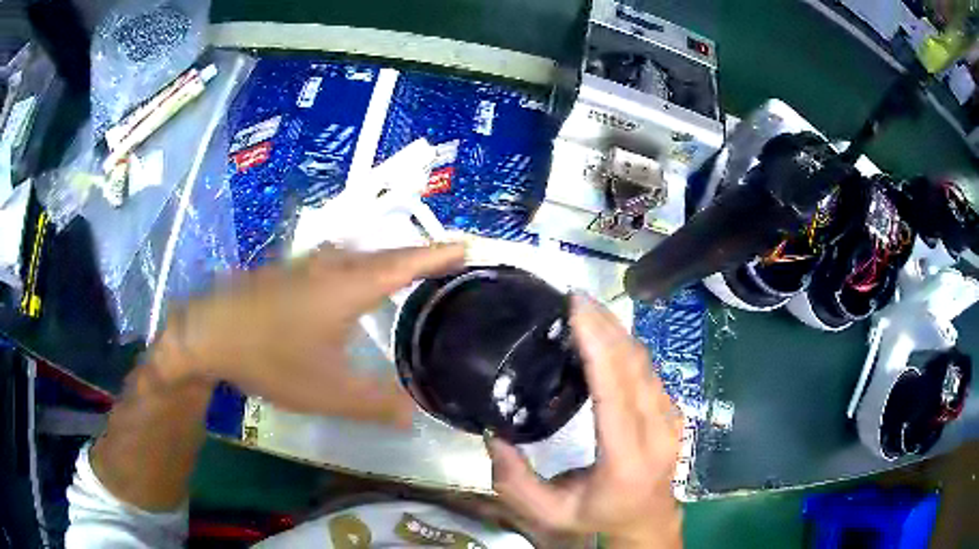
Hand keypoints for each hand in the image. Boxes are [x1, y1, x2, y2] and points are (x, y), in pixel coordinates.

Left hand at [156, 244, 465, 424]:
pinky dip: (355, 270)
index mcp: (348, 287)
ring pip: (356, 257)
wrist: (208, 333)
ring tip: (404, 277)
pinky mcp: (286, 272)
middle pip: (383, 256)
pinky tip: (349, 288)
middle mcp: (330, 266)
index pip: (404, 265)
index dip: (437, 255)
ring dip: (383, 262)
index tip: (466, 246)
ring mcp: (305, 266)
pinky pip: (334, 264)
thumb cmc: (269, 358)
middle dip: (416, 258)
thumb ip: (374, 405)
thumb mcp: (326, 392)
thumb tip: (414, 415)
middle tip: (442, 266)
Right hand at [486, 295, 682, 547]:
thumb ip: (515, 482)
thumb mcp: (549, 513)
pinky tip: (605, 335)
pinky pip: (648, 370)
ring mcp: (671, 417)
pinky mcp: (672, 410)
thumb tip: (493, 435)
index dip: (598, 345)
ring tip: (585, 309)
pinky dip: (625, 346)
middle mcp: (657, 431)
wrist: (648, 521)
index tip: (576, 309)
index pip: (615, 392)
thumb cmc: (598, 517)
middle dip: (605, 325)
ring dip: (616, 331)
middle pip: (633, 365)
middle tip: (573, 298)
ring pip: (644, 362)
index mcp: (627, 458)